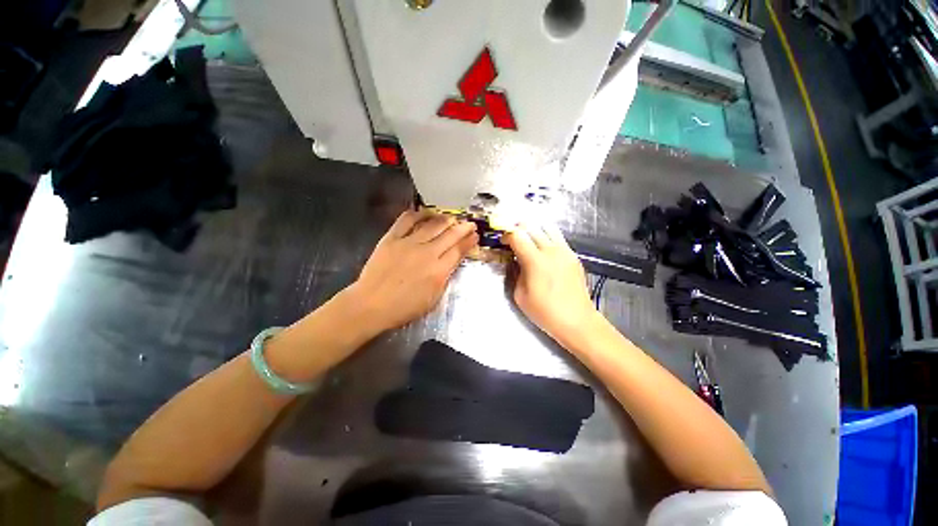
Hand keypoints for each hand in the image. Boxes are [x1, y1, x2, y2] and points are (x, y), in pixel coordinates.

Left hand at [348, 210, 477, 331]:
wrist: (371, 304)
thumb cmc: (404, 307)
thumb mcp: (432, 299)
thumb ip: (444, 278)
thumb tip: (451, 263)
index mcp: (438, 271)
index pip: (459, 251)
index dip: (469, 241)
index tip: (475, 235)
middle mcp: (427, 253)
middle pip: (450, 235)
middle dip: (463, 228)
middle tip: (469, 223)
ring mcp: (409, 243)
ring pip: (432, 225)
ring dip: (445, 219)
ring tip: (452, 218)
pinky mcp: (392, 238)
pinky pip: (407, 220)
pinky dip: (418, 214)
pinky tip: (426, 212)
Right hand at [505, 224, 598, 345]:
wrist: (576, 320)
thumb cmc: (545, 311)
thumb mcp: (520, 295)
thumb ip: (515, 273)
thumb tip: (515, 260)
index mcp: (535, 261)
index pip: (517, 235)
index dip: (507, 235)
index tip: (503, 241)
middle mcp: (551, 250)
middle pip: (531, 226)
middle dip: (518, 229)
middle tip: (512, 238)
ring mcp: (565, 251)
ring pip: (547, 226)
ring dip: (534, 229)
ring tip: (527, 239)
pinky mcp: (573, 255)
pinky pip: (558, 237)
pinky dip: (546, 236)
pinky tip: (542, 248)